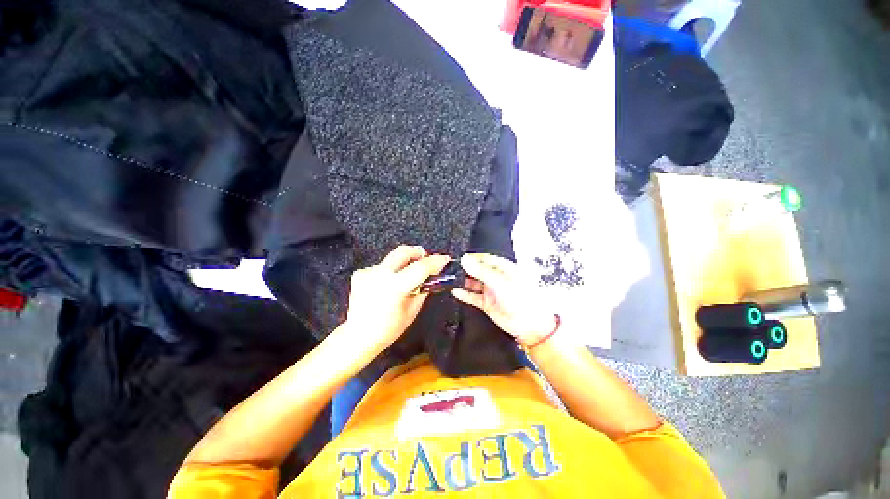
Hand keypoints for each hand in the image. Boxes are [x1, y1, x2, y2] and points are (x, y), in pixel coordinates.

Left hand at [344, 245, 450, 355]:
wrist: (358, 336)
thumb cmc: (387, 330)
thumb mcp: (411, 312)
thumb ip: (422, 290)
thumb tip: (431, 278)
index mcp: (394, 287)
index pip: (420, 267)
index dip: (435, 262)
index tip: (444, 259)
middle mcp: (380, 275)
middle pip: (403, 251)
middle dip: (419, 252)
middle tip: (427, 260)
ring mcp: (368, 272)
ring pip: (393, 258)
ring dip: (405, 263)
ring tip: (409, 276)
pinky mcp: (361, 274)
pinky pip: (382, 266)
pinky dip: (391, 271)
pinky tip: (391, 283)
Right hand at [451, 254, 557, 346]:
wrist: (530, 324)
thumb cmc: (523, 299)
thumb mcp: (499, 281)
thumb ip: (480, 271)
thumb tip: (465, 260)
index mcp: (504, 268)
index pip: (485, 259)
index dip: (473, 258)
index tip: (460, 258)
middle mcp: (497, 278)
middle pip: (478, 270)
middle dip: (466, 269)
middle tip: (452, 268)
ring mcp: (492, 291)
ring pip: (474, 283)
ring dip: (464, 281)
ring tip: (451, 278)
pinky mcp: (488, 303)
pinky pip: (473, 297)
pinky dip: (465, 294)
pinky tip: (456, 291)